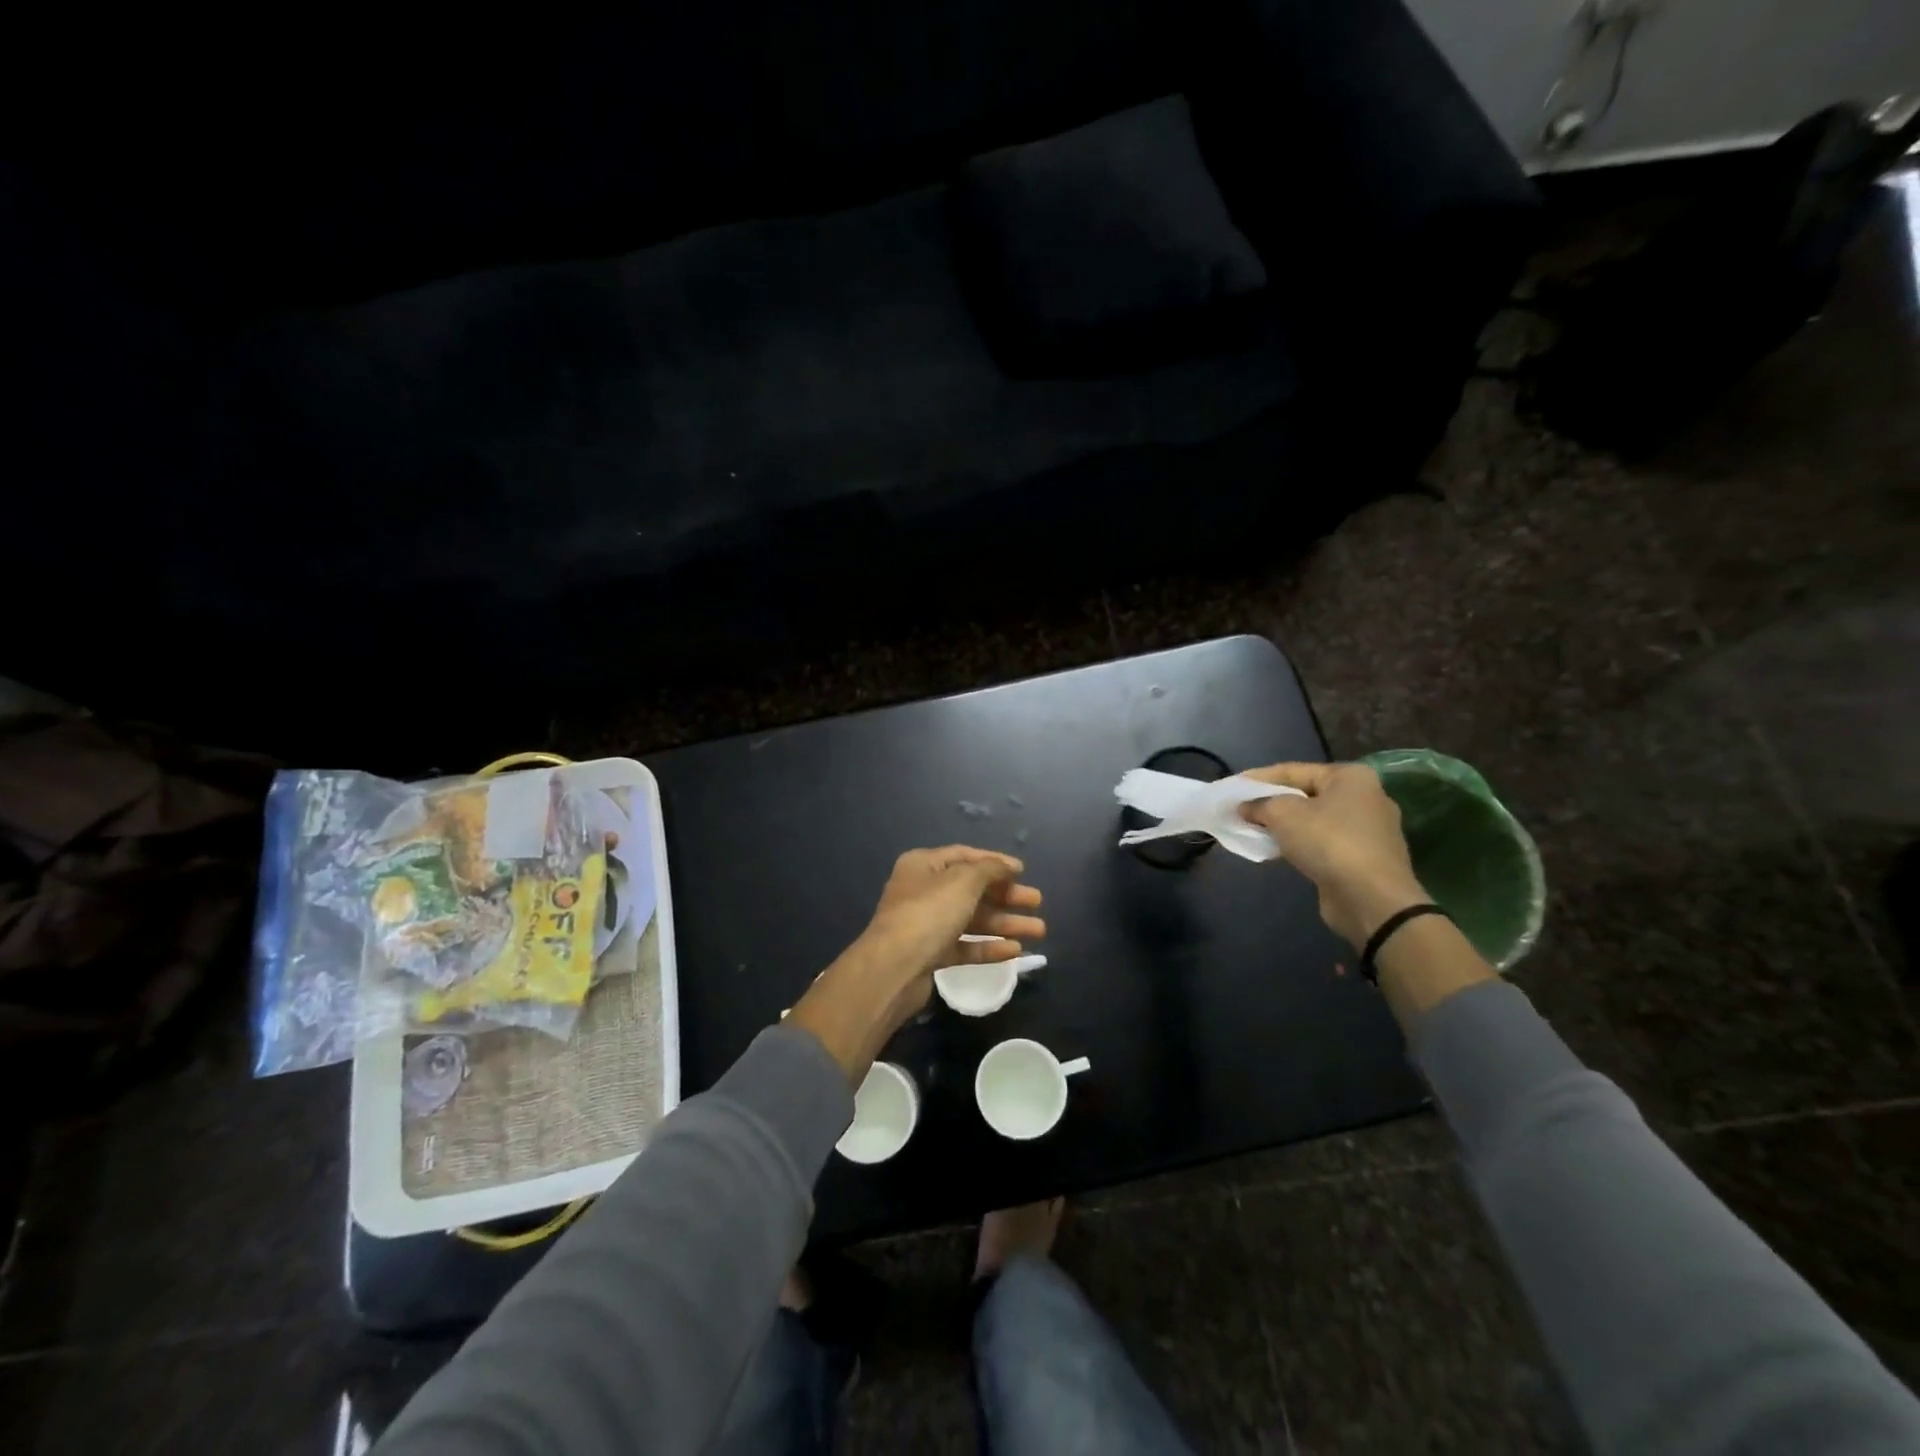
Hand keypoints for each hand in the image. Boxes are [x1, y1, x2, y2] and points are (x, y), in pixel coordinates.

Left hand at [860, 845, 1045, 981]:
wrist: (894, 968)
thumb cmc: (929, 912)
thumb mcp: (964, 881)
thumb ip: (990, 869)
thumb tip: (1008, 866)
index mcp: (924, 865)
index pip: (965, 856)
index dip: (995, 862)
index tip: (1023, 871)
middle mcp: (923, 891)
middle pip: (972, 889)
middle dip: (1006, 896)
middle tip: (1037, 901)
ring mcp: (926, 925)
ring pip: (972, 920)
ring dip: (1005, 923)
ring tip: (1039, 930)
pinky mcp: (931, 955)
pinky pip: (965, 946)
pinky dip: (988, 947)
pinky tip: (1015, 951)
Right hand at [1238, 762, 1426, 948]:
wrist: (1371, 898)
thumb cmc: (1328, 842)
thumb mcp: (1283, 814)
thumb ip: (1259, 805)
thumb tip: (1244, 807)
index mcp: (1351, 777)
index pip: (1294, 770)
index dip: (1258, 778)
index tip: (1232, 786)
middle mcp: (1366, 797)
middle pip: (1306, 794)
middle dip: (1273, 802)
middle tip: (1242, 809)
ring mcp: (1370, 830)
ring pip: (1315, 820)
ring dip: (1286, 826)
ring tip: (1255, 830)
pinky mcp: (1366, 858)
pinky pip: (1325, 843)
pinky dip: (1302, 844)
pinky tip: (1280, 851)